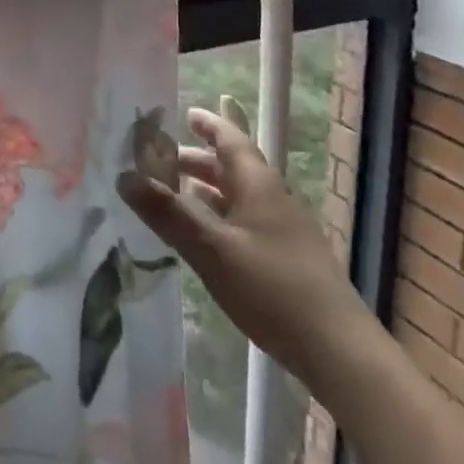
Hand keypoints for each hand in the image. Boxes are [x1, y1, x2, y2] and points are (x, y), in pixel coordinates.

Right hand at [118, 98, 367, 392]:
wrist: (338, 350)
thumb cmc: (273, 289)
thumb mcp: (212, 249)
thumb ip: (169, 213)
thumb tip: (124, 176)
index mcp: (258, 185)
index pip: (231, 140)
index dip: (208, 124)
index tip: (185, 112)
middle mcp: (273, 199)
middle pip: (232, 167)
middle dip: (197, 160)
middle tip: (160, 160)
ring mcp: (283, 230)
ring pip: (239, 196)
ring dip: (207, 189)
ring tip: (174, 192)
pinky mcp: (286, 260)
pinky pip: (245, 221)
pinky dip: (219, 216)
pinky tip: (205, 236)